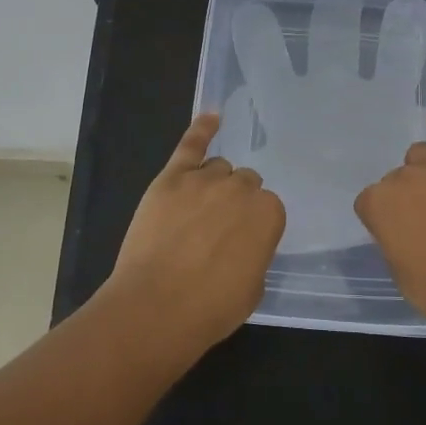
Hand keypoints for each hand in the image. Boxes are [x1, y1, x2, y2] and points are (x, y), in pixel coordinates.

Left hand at [109, 111, 286, 349]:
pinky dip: (202, 128)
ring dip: (214, 184)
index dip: (252, 226)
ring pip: (219, 168)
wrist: (157, 307)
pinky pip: (191, 144)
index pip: (267, 208)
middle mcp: (241, 189)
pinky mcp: (171, 178)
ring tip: (198, 211)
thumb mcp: (253, 287)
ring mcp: (205, 179)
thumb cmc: (211, 308)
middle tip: (219, 230)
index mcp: (269, 214)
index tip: (241, 243)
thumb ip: (256, 253)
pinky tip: (212, 116)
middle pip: (244, 183)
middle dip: (235, 203)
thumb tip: (244, 243)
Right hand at [353, 110, 425, 330]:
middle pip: (398, 179)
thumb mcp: (399, 268)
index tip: (398, 231)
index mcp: (378, 205)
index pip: (370, 202)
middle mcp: (402, 179)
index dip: (384, 217)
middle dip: (408, 195)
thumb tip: (403, 228)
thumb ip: (393, 237)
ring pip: (421, 155)